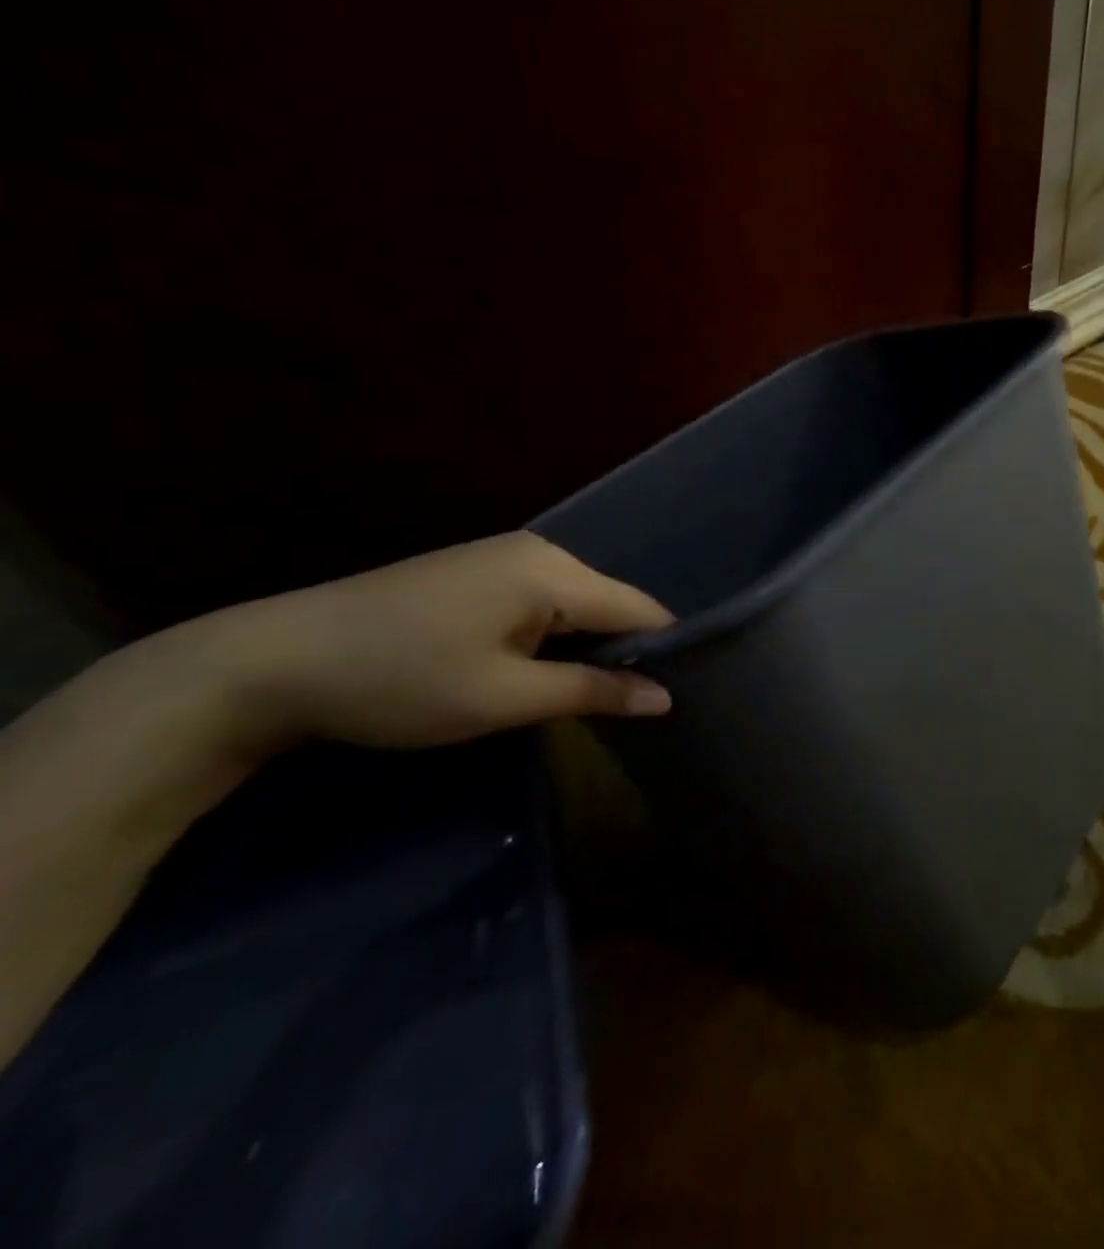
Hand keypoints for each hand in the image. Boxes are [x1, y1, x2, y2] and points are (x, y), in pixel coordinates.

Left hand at [191, 531, 673, 752]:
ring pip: (577, 604)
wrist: (268, 664)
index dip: (665, 651)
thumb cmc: (401, 681)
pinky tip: (538, 668)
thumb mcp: (504, 697)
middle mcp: (538, 551)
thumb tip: (666, 698)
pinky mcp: (477, 571)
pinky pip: (543, 601)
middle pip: (610, 604)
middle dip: (624, 651)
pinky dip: (553, 636)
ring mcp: (504, 556)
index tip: (679, 695)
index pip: (640, 609)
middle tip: (629, 707)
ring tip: (590, 694)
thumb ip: (594, 692)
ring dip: (586, 647)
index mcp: (552, 572)